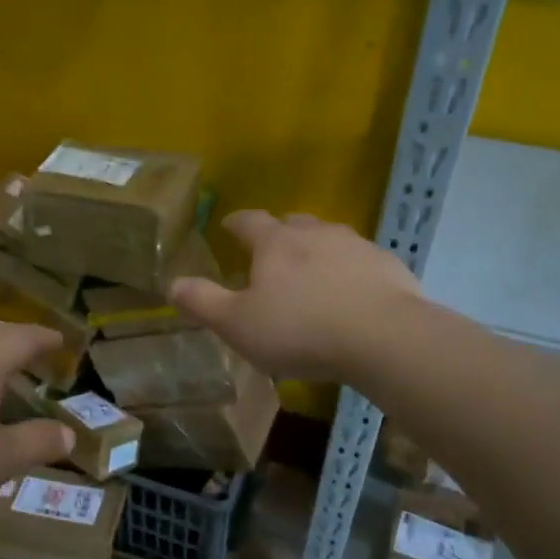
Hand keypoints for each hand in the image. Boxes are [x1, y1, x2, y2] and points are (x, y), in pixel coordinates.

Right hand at [170, 210, 420, 380]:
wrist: (384, 337)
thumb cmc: (300, 330)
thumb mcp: (237, 324)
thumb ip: (203, 302)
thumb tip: (172, 283)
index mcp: (275, 243)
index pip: (248, 221)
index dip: (235, 223)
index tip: (228, 226)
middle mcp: (315, 233)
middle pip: (292, 223)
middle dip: (278, 233)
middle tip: (269, 252)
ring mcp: (355, 245)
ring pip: (328, 237)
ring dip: (315, 249)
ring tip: (310, 272)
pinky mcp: (387, 265)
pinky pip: (359, 260)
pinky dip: (348, 269)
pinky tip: (350, 292)